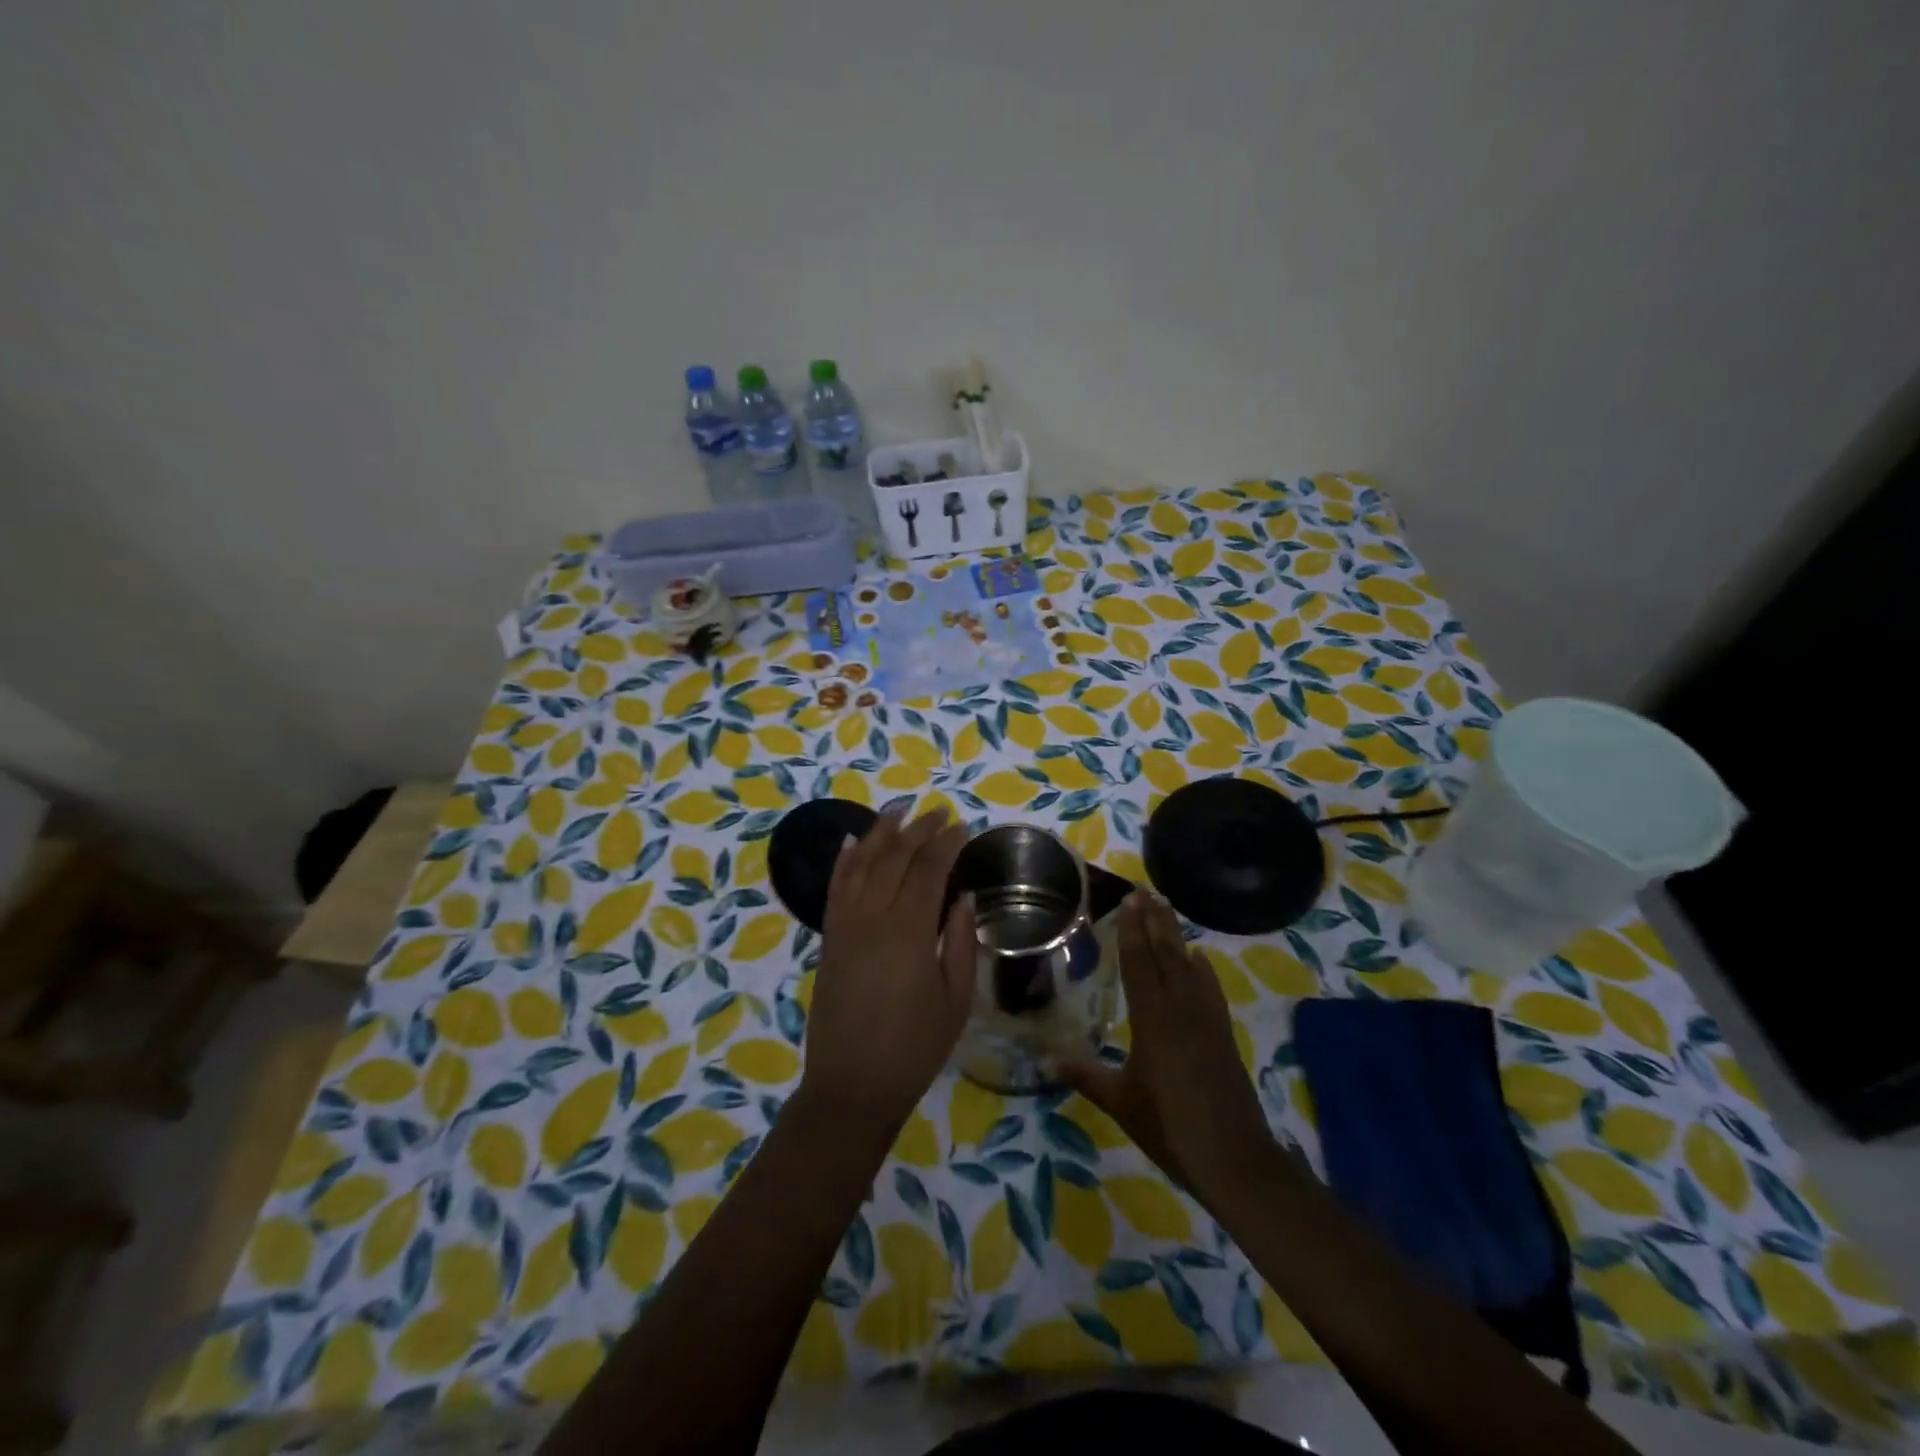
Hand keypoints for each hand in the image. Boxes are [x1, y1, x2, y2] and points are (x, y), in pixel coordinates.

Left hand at [800, 808, 974, 1134]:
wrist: (852, 1085)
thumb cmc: (914, 1048)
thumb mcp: (955, 1000)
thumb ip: (961, 942)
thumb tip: (963, 897)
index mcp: (909, 931)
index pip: (928, 870)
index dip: (946, 844)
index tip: (961, 826)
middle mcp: (872, 917)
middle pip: (894, 858)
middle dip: (918, 830)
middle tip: (938, 813)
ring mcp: (845, 925)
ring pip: (861, 863)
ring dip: (880, 833)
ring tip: (899, 810)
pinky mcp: (828, 938)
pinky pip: (835, 887)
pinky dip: (843, 860)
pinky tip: (850, 841)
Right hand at [1063, 890, 1274, 1199]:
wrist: (1234, 1159)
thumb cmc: (1170, 1128)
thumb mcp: (1121, 1103)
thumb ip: (1086, 1077)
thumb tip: (1048, 1061)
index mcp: (1152, 1019)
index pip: (1140, 963)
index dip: (1133, 930)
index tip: (1130, 900)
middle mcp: (1181, 1008)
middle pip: (1167, 953)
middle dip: (1156, 920)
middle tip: (1146, 890)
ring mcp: (1207, 1019)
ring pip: (1189, 965)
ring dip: (1177, 935)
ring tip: (1167, 909)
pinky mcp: (1223, 1033)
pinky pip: (1211, 989)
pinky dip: (1202, 969)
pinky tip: (1199, 959)